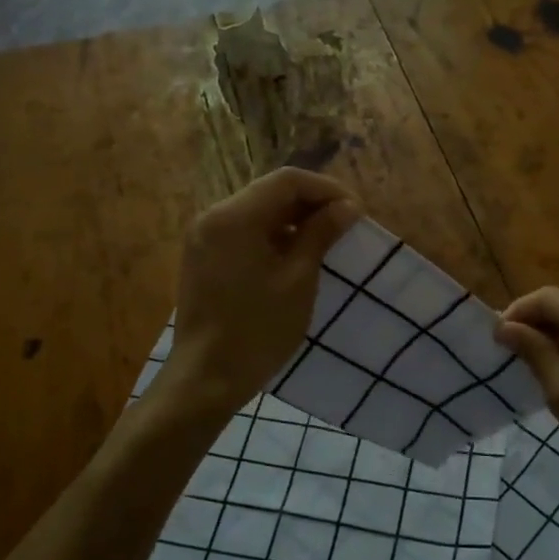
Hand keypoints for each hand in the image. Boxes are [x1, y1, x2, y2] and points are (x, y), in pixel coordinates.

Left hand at [162, 169, 359, 415]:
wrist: (206, 379)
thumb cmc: (258, 329)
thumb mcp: (298, 279)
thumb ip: (321, 234)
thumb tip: (347, 206)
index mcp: (234, 217)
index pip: (287, 181)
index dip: (326, 189)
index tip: (355, 211)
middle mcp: (212, 216)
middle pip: (269, 192)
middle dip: (310, 203)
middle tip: (345, 225)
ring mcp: (203, 237)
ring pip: (257, 212)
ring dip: (293, 220)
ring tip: (326, 241)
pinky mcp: (202, 258)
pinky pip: (243, 232)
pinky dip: (272, 236)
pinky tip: (295, 257)